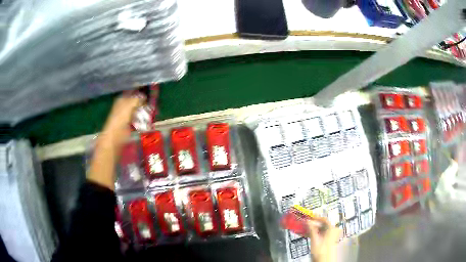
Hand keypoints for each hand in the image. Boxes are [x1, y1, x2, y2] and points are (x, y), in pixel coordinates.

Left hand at [88, 93, 144, 189]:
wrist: (114, 139)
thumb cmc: (119, 121)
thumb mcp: (129, 106)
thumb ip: (137, 100)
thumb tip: (144, 97)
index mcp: (122, 100)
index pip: (133, 93)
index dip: (140, 94)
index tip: (150, 95)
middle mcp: (123, 107)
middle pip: (135, 103)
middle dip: (143, 104)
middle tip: (152, 105)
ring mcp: (125, 117)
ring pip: (137, 112)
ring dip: (143, 113)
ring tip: (152, 113)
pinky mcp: (127, 127)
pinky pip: (137, 121)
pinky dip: (141, 121)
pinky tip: (147, 122)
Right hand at [307, 217, 340, 261]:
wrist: (324, 261)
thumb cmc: (322, 252)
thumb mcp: (315, 240)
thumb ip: (312, 229)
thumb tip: (309, 221)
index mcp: (332, 229)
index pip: (324, 219)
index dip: (316, 218)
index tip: (309, 217)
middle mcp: (333, 231)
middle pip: (322, 224)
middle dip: (313, 224)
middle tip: (305, 224)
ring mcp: (331, 236)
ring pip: (321, 230)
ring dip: (312, 229)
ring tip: (305, 230)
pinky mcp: (328, 241)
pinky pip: (321, 234)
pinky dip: (314, 234)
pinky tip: (308, 235)